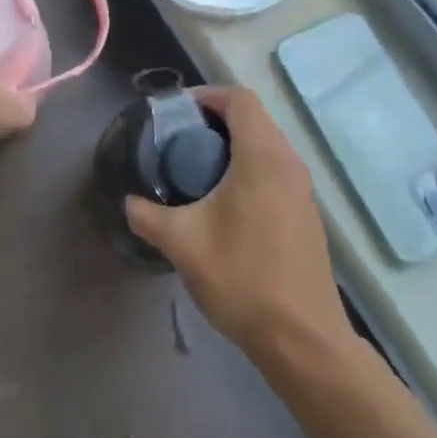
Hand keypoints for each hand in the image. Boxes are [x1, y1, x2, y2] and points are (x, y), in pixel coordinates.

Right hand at [127, 86, 349, 355]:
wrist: (304, 341)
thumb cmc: (243, 278)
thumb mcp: (183, 244)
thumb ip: (148, 216)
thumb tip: (129, 203)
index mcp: (262, 156)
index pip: (239, 98)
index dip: (206, 95)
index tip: (177, 113)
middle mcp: (288, 162)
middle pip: (252, 118)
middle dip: (214, 120)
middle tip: (179, 141)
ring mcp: (302, 189)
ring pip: (265, 144)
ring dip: (232, 145)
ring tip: (196, 170)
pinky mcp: (306, 213)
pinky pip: (274, 170)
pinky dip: (248, 168)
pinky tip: (224, 203)